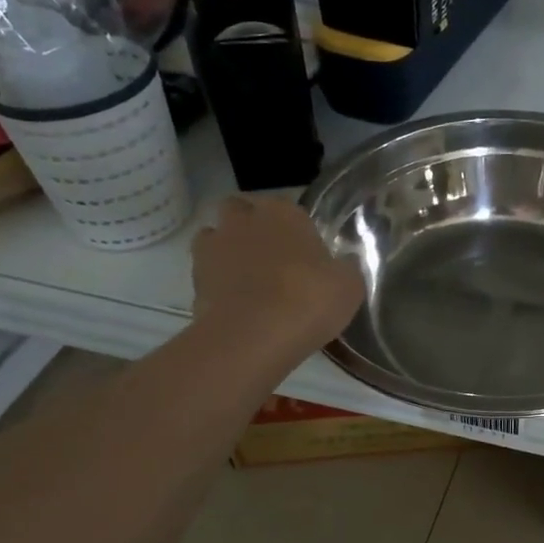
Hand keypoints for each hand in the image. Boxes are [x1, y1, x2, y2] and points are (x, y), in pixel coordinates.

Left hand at [191, 196, 363, 352]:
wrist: (253, 337)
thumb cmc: (309, 300)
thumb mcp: (349, 285)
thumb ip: (345, 268)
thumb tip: (344, 262)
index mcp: (284, 213)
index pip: (284, 205)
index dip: (292, 224)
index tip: (303, 246)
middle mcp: (244, 221)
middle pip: (240, 210)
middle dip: (251, 226)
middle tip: (272, 256)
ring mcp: (213, 248)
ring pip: (216, 237)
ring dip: (228, 250)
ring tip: (249, 279)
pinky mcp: (194, 279)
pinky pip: (207, 272)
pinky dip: (218, 282)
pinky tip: (237, 302)